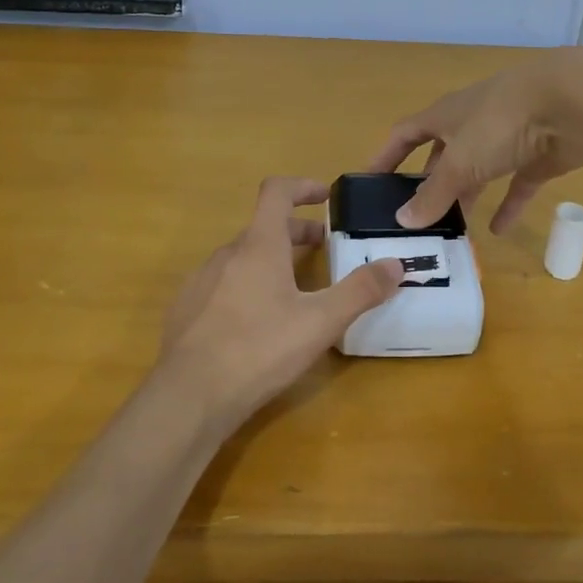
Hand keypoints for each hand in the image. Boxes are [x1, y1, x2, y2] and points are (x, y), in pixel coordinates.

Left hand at [156, 177, 403, 426]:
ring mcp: (201, 281)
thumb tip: (396, 265)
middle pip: (263, 228)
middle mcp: (226, 254)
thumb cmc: (260, 349)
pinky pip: (222, 284)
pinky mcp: (187, 310)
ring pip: (242, 258)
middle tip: (323, 250)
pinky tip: (257, 322)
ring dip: (271, 260)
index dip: (302, 187)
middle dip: (296, 233)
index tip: (325, 197)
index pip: (277, 192)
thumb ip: (360, 291)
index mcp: (259, 246)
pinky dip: (247, 286)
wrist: (189, 396)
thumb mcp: (320, 322)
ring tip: (295, 289)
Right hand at [368, 47, 582, 232]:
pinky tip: (498, 231)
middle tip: (416, 214)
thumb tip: (402, 219)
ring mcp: (508, 136)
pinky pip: (517, 183)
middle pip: (443, 153)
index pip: (405, 134)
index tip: (371, 182)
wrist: (572, 103)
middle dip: (429, 182)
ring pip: (479, 169)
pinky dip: (507, 205)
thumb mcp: (460, 162)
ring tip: (451, 227)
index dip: (386, 156)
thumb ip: (433, 193)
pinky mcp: (538, 154)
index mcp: (445, 115)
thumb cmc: (500, 123)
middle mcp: (472, 122)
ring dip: (465, 195)